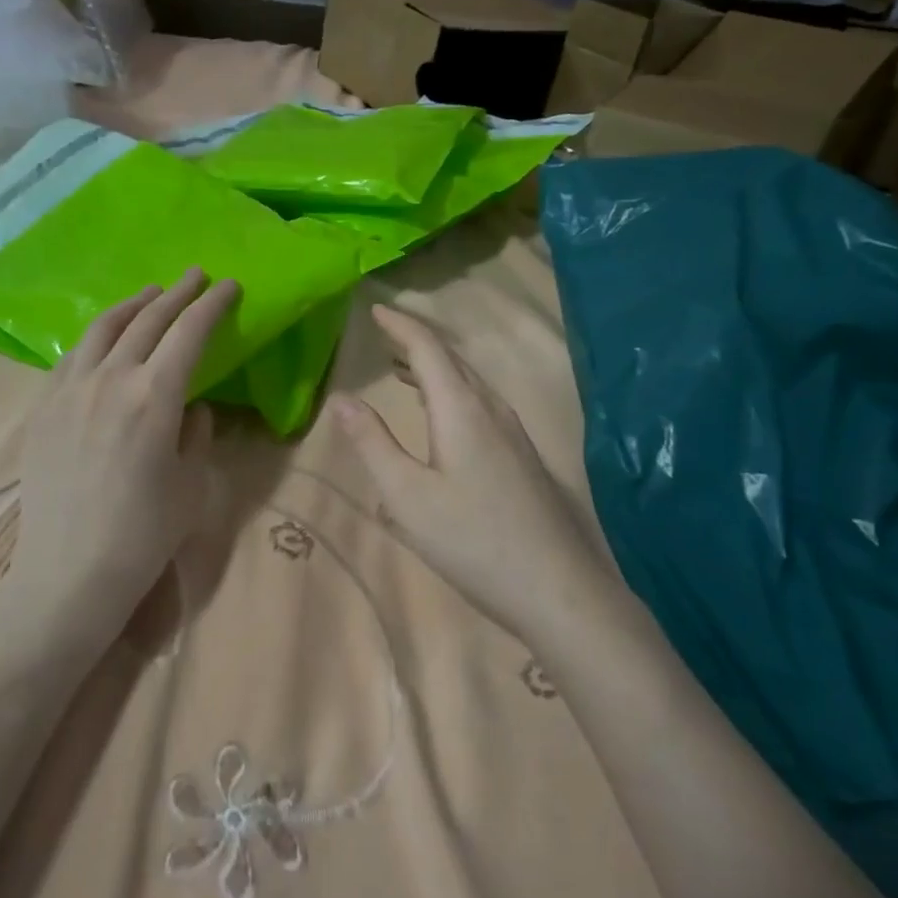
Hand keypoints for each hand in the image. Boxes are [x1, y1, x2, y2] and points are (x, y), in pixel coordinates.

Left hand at [0, 268, 237, 659]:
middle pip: (147, 320)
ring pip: (102, 329)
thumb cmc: (144, 533)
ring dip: (132, 306)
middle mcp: (109, 379)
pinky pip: (72, 357)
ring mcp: (69, 390)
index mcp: (154, 396)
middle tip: (195, 275)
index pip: (189, 333)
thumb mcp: (191, 483)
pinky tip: (104, 339)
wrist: (69, 572)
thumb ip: (196, 434)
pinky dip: (97, 337)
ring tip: (150, 295)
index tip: (229, 286)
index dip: (212, 305)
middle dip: (176, 293)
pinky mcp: (43, 408)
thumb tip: (192, 408)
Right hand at [333, 305, 619, 643]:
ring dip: (435, 370)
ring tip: (403, 371)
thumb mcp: (407, 495)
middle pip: (453, 361)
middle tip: (385, 334)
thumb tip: (340, 398)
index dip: (400, 325)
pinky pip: (481, 406)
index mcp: (462, 409)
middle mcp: (492, 410)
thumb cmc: (472, 540)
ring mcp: (514, 434)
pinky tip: (443, 421)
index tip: (375, 308)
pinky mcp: (523, 458)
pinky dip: (452, 395)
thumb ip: (372, 444)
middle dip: (417, 343)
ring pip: (470, 384)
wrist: (557, 589)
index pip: (428, 349)